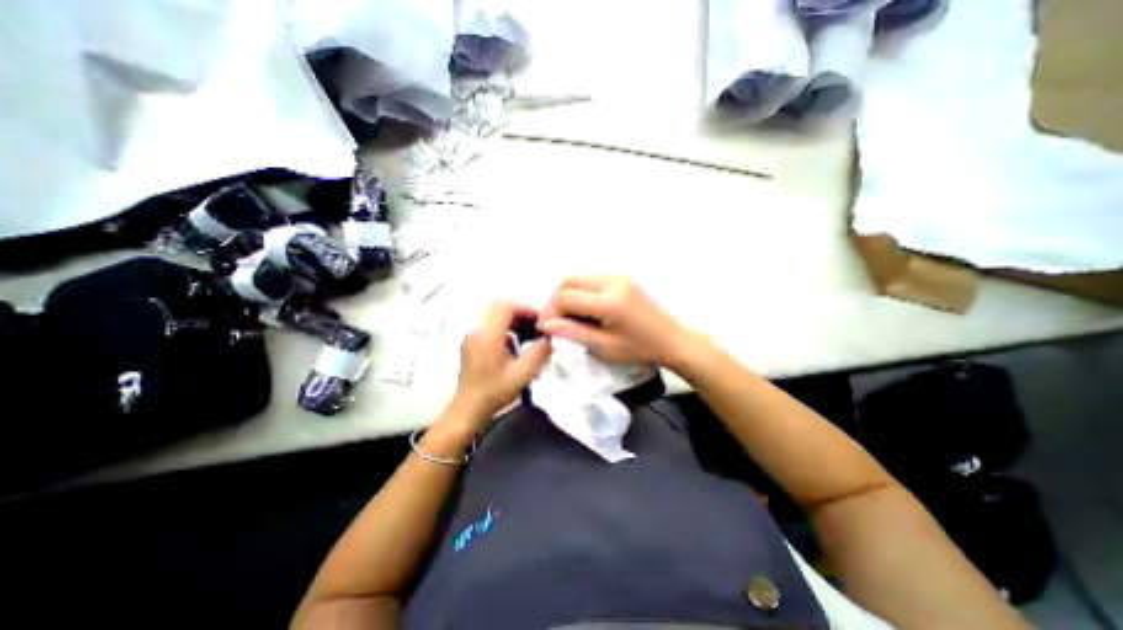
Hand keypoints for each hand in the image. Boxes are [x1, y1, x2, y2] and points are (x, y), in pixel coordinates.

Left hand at [447, 299, 551, 427]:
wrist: (467, 410)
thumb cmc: (494, 393)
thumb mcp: (522, 374)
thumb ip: (539, 353)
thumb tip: (550, 338)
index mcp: (488, 335)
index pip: (507, 306)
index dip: (526, 309)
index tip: (541, 321)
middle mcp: (477, 330)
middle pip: (500, 306)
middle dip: (521, 313)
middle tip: (536, 327)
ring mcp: (472, 335)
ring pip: (494, 314)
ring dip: (513, 320)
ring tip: (528, 336)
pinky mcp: (471, 342)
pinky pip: (490, 325)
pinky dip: (505, 328)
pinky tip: (515, 346)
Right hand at [542, 276, 699, 368]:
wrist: (671, 340)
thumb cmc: (639, 349)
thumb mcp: (604, 346)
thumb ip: (573, 333)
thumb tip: (546, 325)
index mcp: (608, 301)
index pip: (566, 297)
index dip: (551, 311)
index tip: (546, 327)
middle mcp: (612, 281)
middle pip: (570, 280)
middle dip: (557, 299)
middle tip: (556, 320)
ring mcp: (619, 277)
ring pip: (580, 278)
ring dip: (568, 294)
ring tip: (569, 316)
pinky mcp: (622, 278)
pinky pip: (592, 279)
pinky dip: (582, 292)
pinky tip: (584, 309)